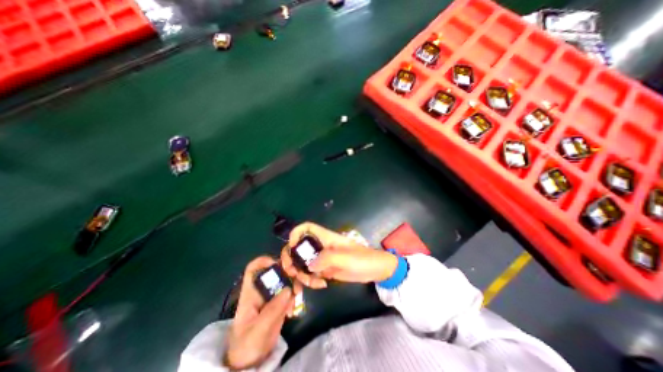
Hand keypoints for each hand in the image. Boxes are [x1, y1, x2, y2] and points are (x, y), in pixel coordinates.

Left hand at [226, 256, 298, 367]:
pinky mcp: (280, 303)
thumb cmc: (247, 345)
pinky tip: (293, 309)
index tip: (277, 263)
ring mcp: (272, 296)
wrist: (250, 363)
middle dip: (287, 273)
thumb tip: (289, 289)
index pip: (253, 270)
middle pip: (275, 271)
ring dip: (294, 285)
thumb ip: (272, 310)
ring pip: (285, 280)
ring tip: (298, 296)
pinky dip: (294, 297)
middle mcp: (262, 290)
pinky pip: (290, 292)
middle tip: (297, 280)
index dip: (263, 261)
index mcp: (251, 293)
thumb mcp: (258, 330)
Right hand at [280, 222, 398, 288]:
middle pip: (299, 247)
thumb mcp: (345, 257)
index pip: (307, 228)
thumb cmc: (362, 258)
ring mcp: (322, 259)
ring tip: (313, 282)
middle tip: (293, 272)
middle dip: (292, 259)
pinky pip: (311, 274)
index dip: (296, 233)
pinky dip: (311, 281)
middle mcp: (321, 246)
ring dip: (302, 274)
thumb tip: (309, 266)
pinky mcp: (325, 270)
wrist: (374, 270)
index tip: (292, 246)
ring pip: (303, 263)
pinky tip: (322, 285)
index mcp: (325, 238)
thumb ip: (326, 258)